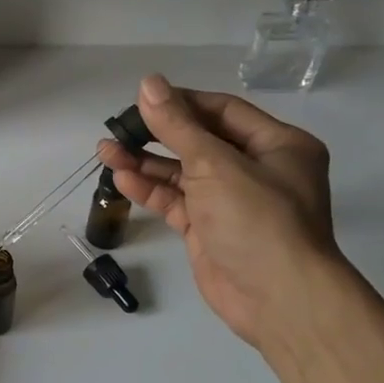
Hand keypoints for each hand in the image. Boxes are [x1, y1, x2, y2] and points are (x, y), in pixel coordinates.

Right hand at [96, 74, 341, 349]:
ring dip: (145, 162)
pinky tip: (122, 178)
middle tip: (118, 126)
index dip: (181, 102)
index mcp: (277, 145)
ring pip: (182, 172)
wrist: (278, 299)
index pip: (222, 111)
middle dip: (157, 133)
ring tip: (105, 151)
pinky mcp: (209, 229)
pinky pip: (176, 201)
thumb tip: (148, 82)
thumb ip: (177, 125)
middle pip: (199, 140)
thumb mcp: (215, 164)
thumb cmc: (258, 219)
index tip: (141, 98)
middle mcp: (257, 168)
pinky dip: (151, 189)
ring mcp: (231, 201)